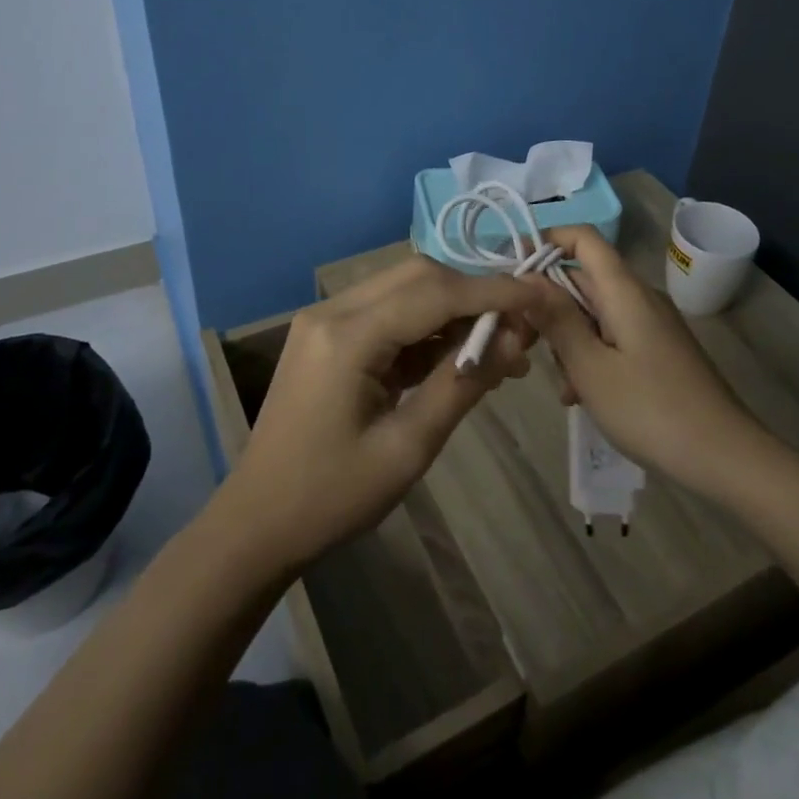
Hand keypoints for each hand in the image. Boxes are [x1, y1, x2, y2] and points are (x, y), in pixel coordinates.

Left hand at [221, 257, 536, 570]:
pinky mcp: (326, 333)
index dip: (493, 291)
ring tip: (500, 347)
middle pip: (418, 275)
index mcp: (346, 337)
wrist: (257, 523)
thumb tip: (516, 338)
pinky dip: (426, 327)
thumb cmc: (332, 497)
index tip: (541, 296)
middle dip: (474, 293)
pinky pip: (387, 312)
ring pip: (404, 288)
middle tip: (519, 327)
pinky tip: (457, 356)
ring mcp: (325, 319)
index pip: (434, 293)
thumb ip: (462, 384)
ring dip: (453, 308)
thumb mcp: (408, 448)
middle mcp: (332, 311)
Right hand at [527, 226, 759, 494]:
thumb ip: (556, 319)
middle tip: (523, 342)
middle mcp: (639, 297)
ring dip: (568, 338)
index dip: (546, 240)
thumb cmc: (651, 410)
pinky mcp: (658, 350)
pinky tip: (581, 395)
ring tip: (561, 384)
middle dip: (549, 304)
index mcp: (624, 290)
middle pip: (584, 278)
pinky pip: (612, 336)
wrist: (726, 457)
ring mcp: (651, 324)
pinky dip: (591, 355)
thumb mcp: (591, 368)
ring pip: (594, 312)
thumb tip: (526, 278)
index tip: (513, 271)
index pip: (583, 238)